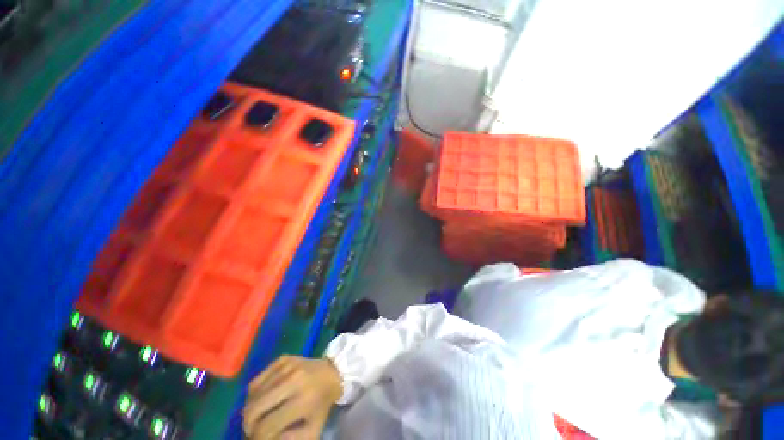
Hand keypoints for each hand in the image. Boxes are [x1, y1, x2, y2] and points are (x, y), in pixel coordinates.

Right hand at [243, 356, 342, 439]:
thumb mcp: (313, 428)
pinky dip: (253, 395)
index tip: (259, 439)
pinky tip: (261, 400)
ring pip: (253, 395)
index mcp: (303, 400)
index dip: (257, 438)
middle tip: (252, 430)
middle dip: (248, 425)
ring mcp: (287, 366)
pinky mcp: (283, 359)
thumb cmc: (322, 404)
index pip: (267, 426)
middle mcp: (294, 380)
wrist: (332, 372)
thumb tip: (269, 438)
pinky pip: (256, 381)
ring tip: (257, 416)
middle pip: (254, 409)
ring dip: (250, 410)